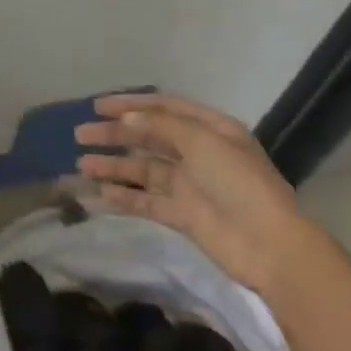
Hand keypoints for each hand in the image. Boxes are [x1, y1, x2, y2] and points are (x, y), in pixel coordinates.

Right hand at [74, 93, 313, 297]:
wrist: (270, 246)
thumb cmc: (239, 183)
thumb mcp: (202, 142)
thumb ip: (160, 127)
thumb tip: (125, 120)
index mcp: (210, 129)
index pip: (164, 109)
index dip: (130, 105)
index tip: (98, 107)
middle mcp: (198, 153)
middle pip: (149, 138)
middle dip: (115, 135)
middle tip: (80, 135)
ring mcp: (190, 185)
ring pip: (143, 169)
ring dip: (114, 166)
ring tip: (82, 165)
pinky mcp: (183, 215)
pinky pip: (147, 201)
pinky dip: (124, 196)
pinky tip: (100, 194)